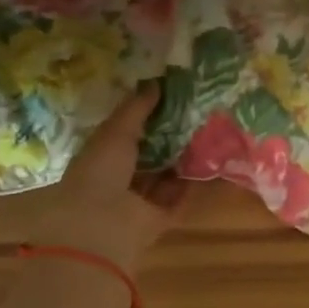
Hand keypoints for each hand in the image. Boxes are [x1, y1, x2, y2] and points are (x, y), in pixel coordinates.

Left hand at [19, 86, 188, 272]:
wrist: (102, 224)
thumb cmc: (100, 171)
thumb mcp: (116, 132)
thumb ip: (136, 109)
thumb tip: (156, 83)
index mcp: (100, 159)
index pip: (123, 136)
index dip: (143, 119)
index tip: (168, 101)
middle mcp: (117, 181)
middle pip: (146, 158)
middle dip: (166, 140)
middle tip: (193, 117)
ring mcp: (138, 203)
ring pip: (163, 178)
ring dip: (180, 161)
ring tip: (205, 136)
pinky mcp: (158, 219)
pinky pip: (178, 198)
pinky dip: (190, 185)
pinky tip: (208, 164)